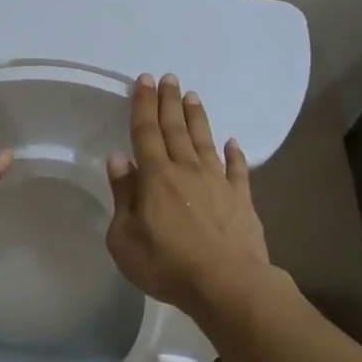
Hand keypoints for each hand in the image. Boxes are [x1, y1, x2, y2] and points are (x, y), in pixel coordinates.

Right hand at [105, 73, 269, 316]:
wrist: (227, 284)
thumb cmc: (166, 264)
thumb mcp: (125, 238)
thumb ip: (123, 196)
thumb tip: (119, 160)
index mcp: (156, 177)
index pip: (146, 132)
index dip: (143, 105)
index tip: (144, 80)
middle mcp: (187, 170)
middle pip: (176, 129)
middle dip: (169, 102)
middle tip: (169, 77)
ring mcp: (218, 182)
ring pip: (205, 141)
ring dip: (197, 118)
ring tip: (193, 96)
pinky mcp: (241, 199)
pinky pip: (237, 169)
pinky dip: (234, 153)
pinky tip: (232, 142)